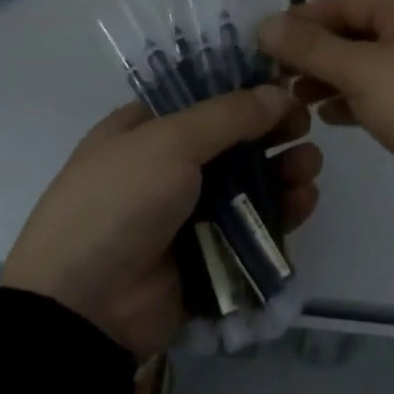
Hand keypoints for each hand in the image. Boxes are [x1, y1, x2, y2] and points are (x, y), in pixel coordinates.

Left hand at [0, 86, 320, 358]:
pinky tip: (306, 199)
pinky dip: (281, 211)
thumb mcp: (168, 142)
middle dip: (271, 132)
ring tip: (311, 164)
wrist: (83, 307)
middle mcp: (169, 165)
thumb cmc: (119, 201)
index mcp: (147, 129)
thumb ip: (228, 116)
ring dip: (282, 170)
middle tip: (306, 126)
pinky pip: (252, 226)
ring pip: (248, 183)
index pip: (205, 97)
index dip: (246, 90)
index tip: (286, 86)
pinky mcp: (210, 253)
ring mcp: (189, 212)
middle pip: (233, 140)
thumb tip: (277, 92)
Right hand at [259, 0, 393, 221]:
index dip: (300, 22)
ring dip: (331, 78)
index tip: (262, 46)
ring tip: (296, 101)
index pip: (340, 3)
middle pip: (353, 32)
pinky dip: (357, 99)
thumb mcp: (362, 72)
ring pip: (367, 63)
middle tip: (275, 79)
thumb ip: (311, 48)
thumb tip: (266, 24)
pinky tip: (330, 118)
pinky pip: (385, 89)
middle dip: (314, 54)